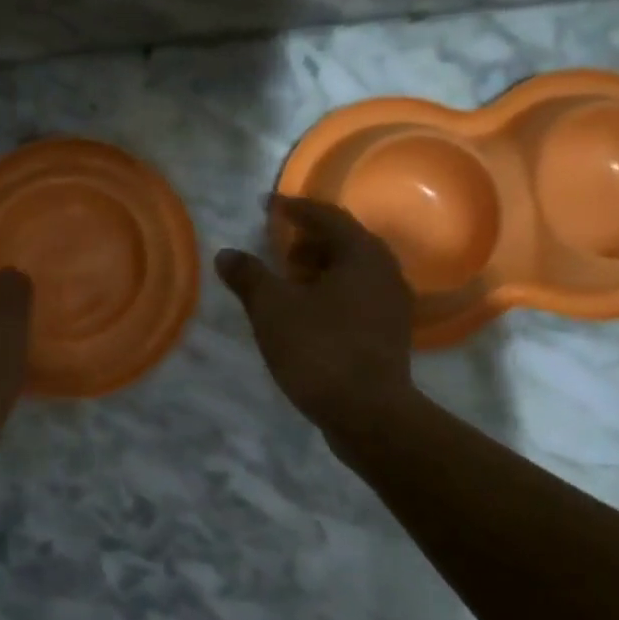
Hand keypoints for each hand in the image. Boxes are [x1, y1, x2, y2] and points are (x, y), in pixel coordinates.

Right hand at [215, 195, 415, 438]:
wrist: (368, 413)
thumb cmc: (319, 350)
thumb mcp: (272, 310)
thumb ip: (249, 276)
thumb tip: (226, 254)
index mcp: (362, 254)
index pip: (326, 215)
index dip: (293, 208)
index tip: (267, 206)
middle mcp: (385, 270)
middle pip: (344, 241)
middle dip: (307, 241)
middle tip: (277, 250)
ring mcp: (392, 304)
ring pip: (352, 271)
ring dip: (319, 269)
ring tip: (287, 284)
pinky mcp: (390, 332)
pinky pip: (358, 296)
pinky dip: (331, 293)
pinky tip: (307, 314)